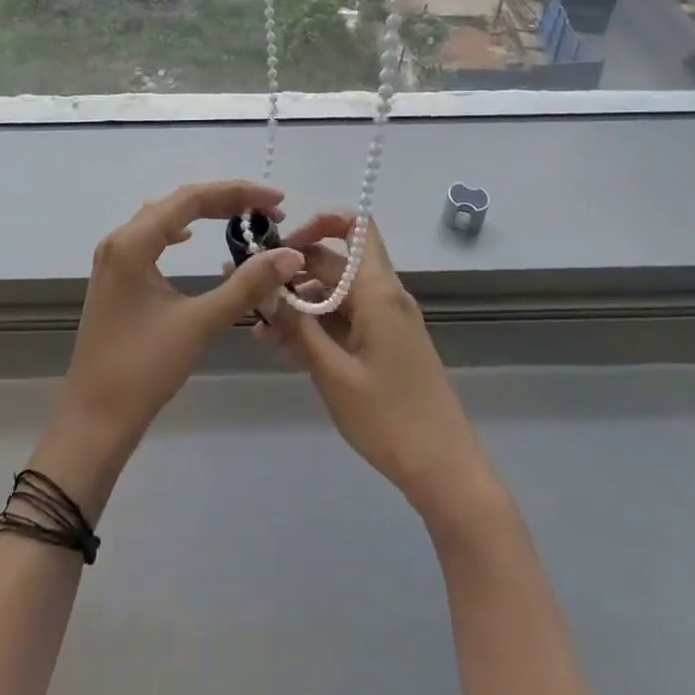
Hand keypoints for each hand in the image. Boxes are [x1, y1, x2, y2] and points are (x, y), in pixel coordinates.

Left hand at [37, 181, 303, 514]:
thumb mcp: (199, 323)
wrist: (95, 416)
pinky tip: (189, 237)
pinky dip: (177, 231)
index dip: (237, 193)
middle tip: (269, 210)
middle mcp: (118, 241)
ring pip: (161, 218)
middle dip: (224, 201)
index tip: (277, 199)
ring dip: (202, 214)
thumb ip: (245, 285)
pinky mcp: (114, 279)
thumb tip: (290, 253)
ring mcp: (112, 260)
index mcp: (133, 242)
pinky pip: (149, 238)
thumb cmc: (144, 369)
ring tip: (241, 218)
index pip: (191, 199)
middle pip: (177, 202)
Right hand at [256, 212, 498, 530]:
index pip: (355, 227)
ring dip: (297, 305)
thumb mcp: (331, 371)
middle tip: (250, 293)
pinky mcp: (384, 345)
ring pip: (334, 295)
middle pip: (335, 263)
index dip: (319, 222)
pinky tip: (281, 347)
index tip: (282, 246)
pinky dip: (314, 327)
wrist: (444, 471)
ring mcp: (385, 322)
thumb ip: (294, 324)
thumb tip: (261, 283)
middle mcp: (384, 297)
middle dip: (291, 273)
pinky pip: (344, 321)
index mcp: (378, 292)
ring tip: (258, 330)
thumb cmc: (388, 418)